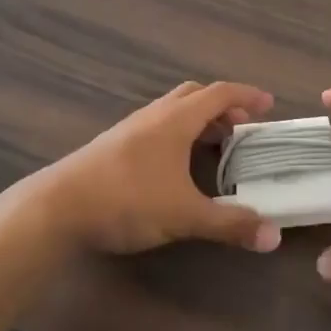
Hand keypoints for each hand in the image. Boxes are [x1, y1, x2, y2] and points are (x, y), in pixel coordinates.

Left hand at [32, 82, 282, 255]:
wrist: (57, 207)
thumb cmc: (127, 200)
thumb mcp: (184, 215)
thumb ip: (229, 224)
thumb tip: (273, 236)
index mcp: (176, 119)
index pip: (220, 94)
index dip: (247, 96)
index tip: (269, 105)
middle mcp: (155, 114)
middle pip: (195, 95)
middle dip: (222, 106)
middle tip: (241, 128)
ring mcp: (131, 128)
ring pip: (172, 110)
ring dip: (198, 120)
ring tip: (213, 148)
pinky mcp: (114, 145)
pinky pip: (156, 126)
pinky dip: (177, 133)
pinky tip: (175, 165)